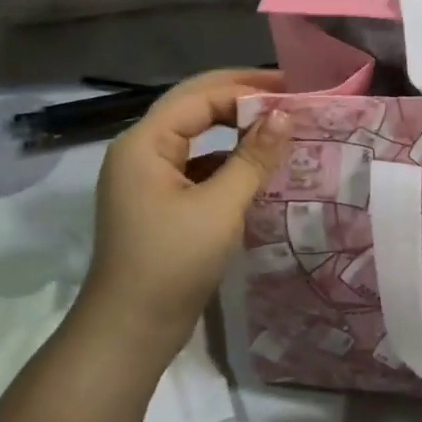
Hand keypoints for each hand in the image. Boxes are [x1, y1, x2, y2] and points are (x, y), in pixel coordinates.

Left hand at [80, 70, 291, 364]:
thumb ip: (253, 157)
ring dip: (235, 127)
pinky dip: (227, 158)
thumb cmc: (172, 263)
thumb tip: (284, 115)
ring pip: (196, 135)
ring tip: (279, 125)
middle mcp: (141, 149)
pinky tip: (257, 166)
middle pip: (195, 106)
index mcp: (144, 142)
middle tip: (288, 95)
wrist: (129, 333)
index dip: (247, 88)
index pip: (200, 96)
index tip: (292, 90)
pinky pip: (196, 164)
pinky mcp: (158, 200)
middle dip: (240, 97)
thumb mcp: (220, 208)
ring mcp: (147, 176)